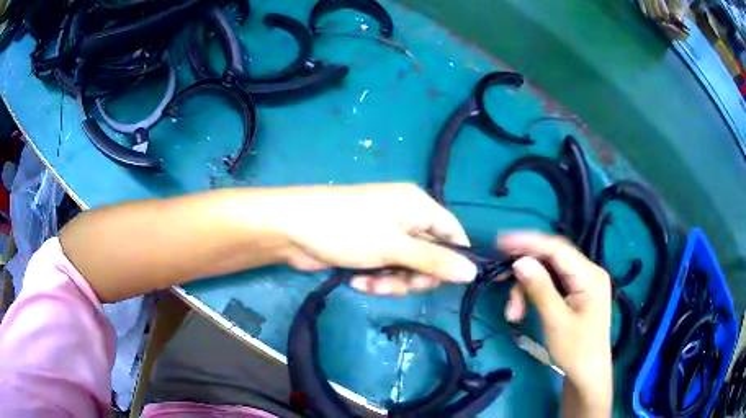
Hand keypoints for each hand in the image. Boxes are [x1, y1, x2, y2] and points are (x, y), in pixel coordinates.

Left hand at [278, 183, 477, 294]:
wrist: (291, 229)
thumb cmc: (346, 229)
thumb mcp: (394, 247)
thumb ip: (434, 260)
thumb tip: (472, 272)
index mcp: (419, 206)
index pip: (453, 234)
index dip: (454, 260)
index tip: (444, 283)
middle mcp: (407, 218)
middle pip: (431, 256)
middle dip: (414, 276)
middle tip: (395, 284)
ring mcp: (388, 235)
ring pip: (408, 268)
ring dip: (391, 281)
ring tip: (369, 283)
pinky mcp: (370, 249)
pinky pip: (387, 270)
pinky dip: (376, 278)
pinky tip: (357, 280)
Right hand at [498, 232, 612, 415]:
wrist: (587, 375)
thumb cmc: (576, 350)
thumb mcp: (556, 321)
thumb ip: (540, 289)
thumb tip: (519, 261)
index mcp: (590, 275)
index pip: (557, 248)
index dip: (529, 242)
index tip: (500, 242)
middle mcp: (588, 272)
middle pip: (551, 261)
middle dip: (525, 273)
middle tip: (499, 280)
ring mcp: (582, 283)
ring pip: (548, 274)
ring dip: (527, 289)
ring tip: (512, 314)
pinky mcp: (576, 295)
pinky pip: (551, 286)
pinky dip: (534, 296)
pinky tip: (521, 311)